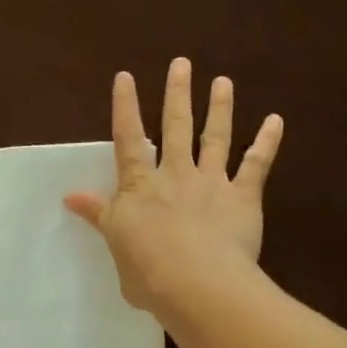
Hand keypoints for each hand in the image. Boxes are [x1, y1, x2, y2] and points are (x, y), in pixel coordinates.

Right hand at [64, 57, 283, 312]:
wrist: (196, 284)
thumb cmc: (148, 272)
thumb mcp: (115, 243)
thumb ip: (100, 216)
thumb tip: (71, 196)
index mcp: (140, 187)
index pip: (129, 139)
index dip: (126, 107)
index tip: (126, 76)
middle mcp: (176, 175)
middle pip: (176, 127)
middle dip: (178, 94)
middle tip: (182, 63)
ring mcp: (211, 183)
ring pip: (216, 138)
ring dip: (219, 107)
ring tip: (223, 82)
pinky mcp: (243, 197)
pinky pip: (257, 165)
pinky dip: (267, 142)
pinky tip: (276, 121)